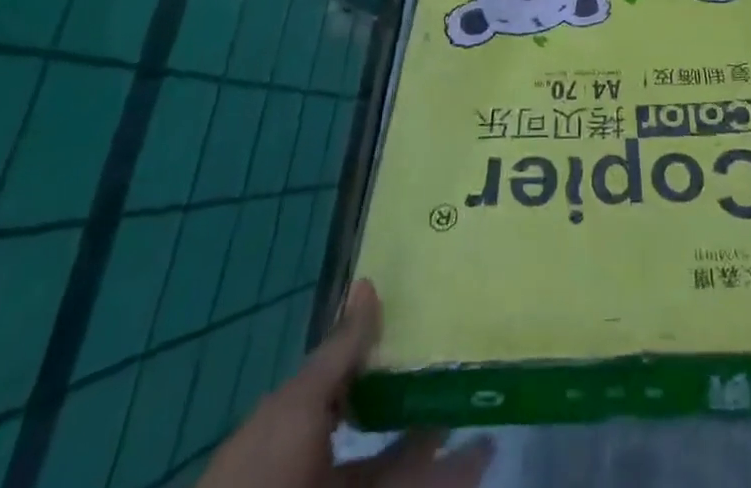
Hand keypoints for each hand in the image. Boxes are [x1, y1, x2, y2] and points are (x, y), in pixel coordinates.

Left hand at [197, 280, 494, 487]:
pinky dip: (449, 474)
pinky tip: (484, 456)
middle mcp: (321, 461)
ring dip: (441, 443)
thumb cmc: (264, 475)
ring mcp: (347, 481)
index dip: (377, 352)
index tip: (421, 325)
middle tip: (462, 368)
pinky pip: (415, 482)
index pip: (343, 382)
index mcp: (296, 428)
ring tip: (486, 414)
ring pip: (400, 462)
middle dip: (417, 399)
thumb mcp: (299, 407)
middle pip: (378, 423)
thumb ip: (340, 350)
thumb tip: (368, 283)